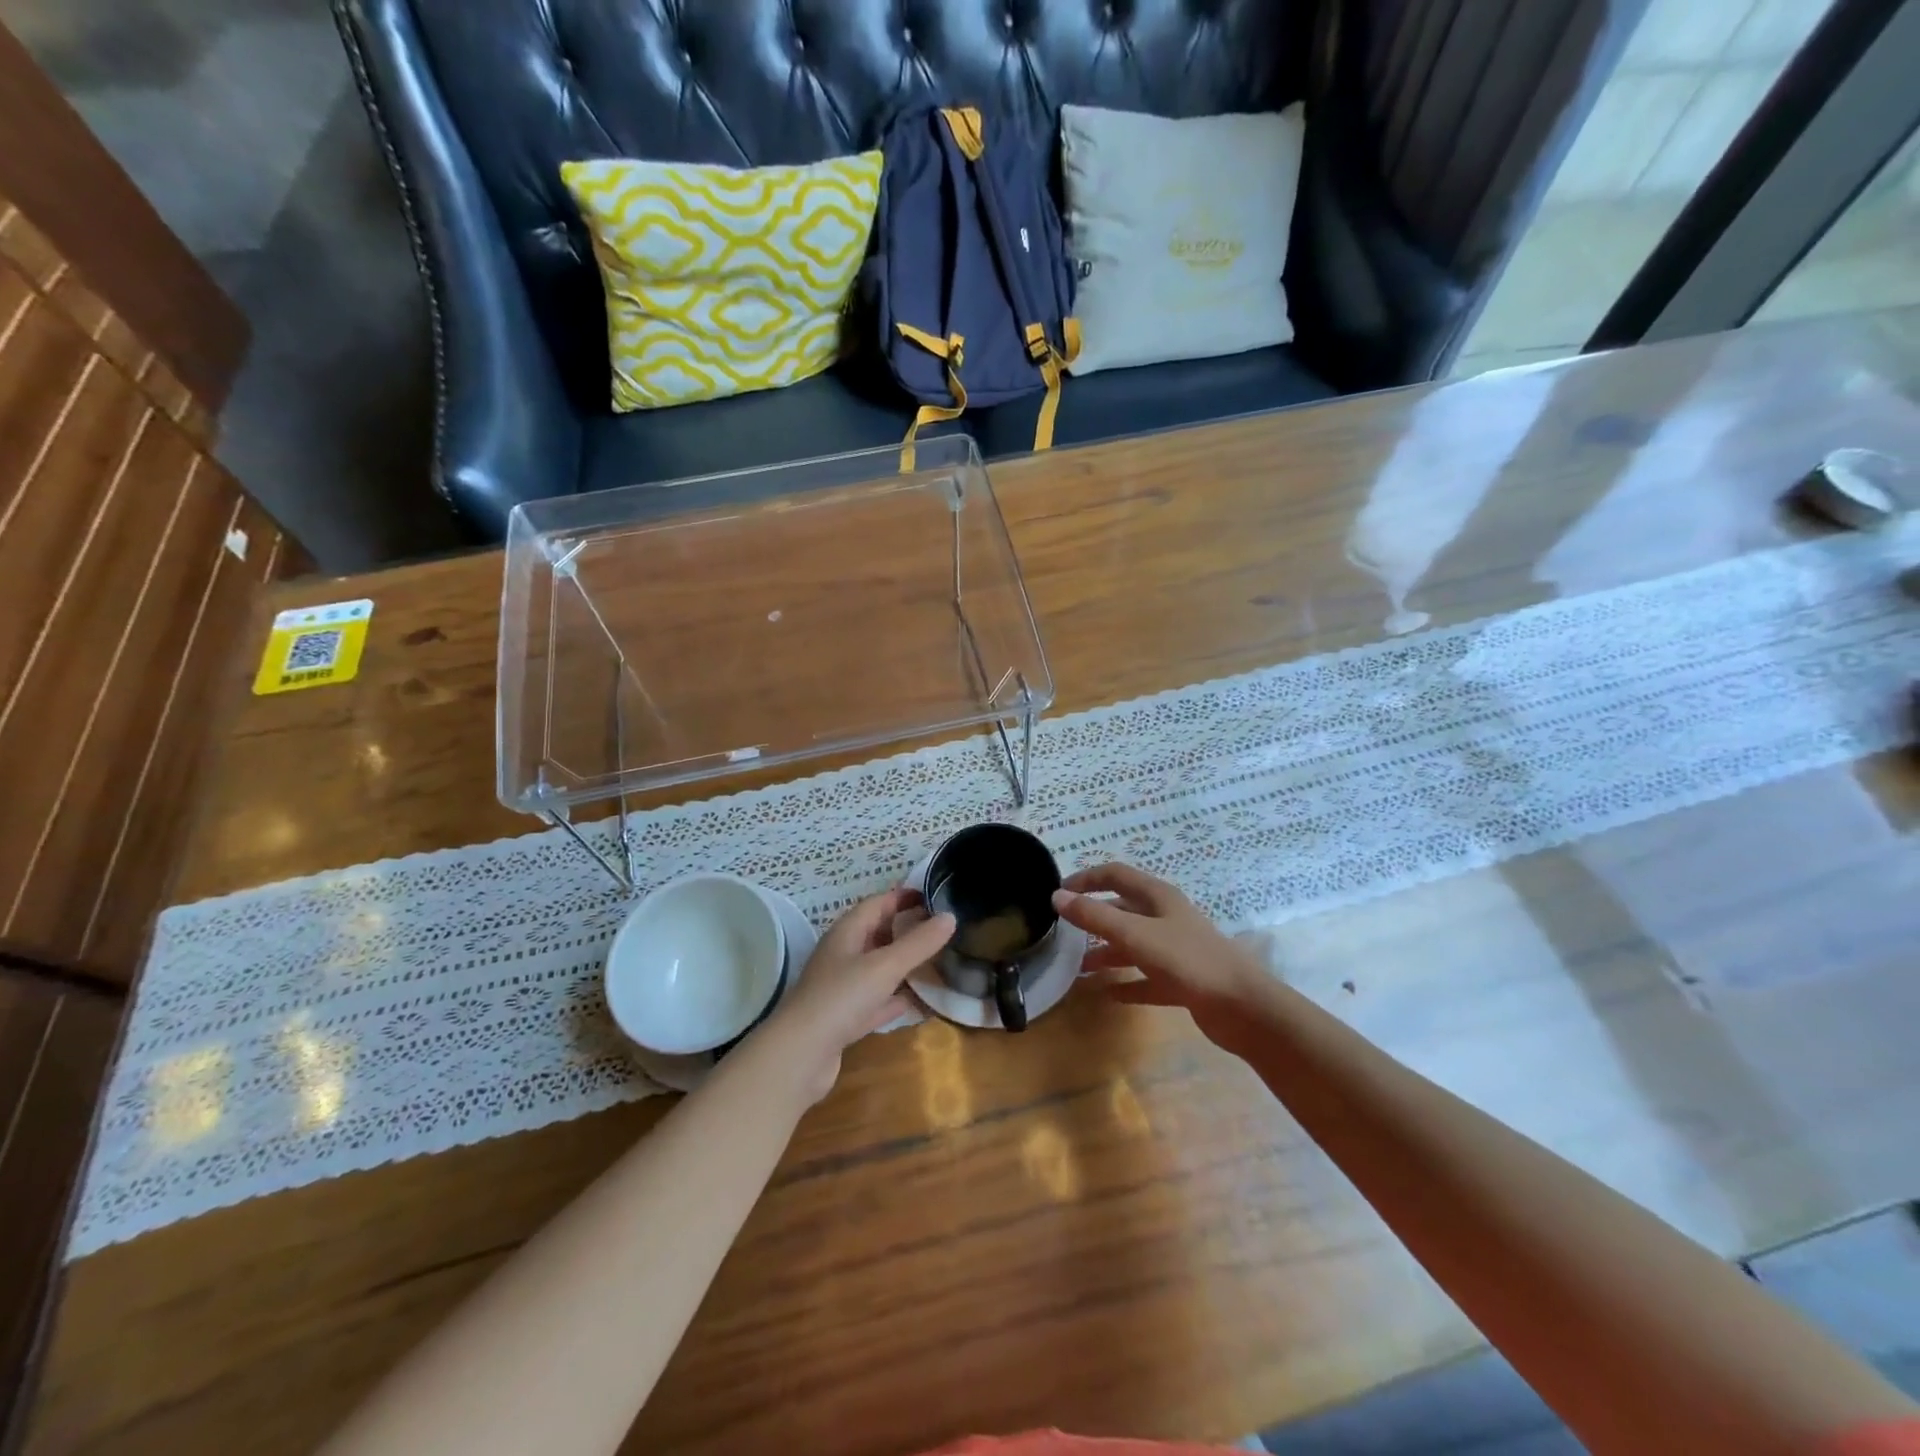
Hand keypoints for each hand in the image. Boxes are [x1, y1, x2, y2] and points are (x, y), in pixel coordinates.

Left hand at [759, 888, 953, 1104]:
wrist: (800, 1055)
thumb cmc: (841, 998)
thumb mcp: (885, 966)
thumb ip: (919, 943)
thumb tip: (950, 917)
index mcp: (847, 933)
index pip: (877, 903)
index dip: (904, 897)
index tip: (935, 896)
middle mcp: (842, 955)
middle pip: (877, 933)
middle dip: (906, 929)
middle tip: (941, 929)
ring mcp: (841, 988)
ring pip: (877, 968)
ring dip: (902, 964)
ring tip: (936, 961)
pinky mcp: (844, 1019)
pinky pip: (875, 1000)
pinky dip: (895, 998)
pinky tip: (916, 1002)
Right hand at [1051, 863, 1266, 1053]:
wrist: (1244, 1007)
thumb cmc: (1188, 960)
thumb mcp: (1136, 935)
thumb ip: (1095, 917)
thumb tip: (1057, 896)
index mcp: (1157, 897)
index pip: (1115, 875)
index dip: (1086, 878)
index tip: (1058, 893)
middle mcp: (1166, 917)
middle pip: (1122, 910)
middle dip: (1093, 919)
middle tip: (1063, 933)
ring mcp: (1175, 949)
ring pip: (1132, 945)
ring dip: (1105, 954)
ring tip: (1078, 969)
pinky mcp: (1182, 980)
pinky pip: (1145, 978)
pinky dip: (1126, 983)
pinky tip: (1107, 994)